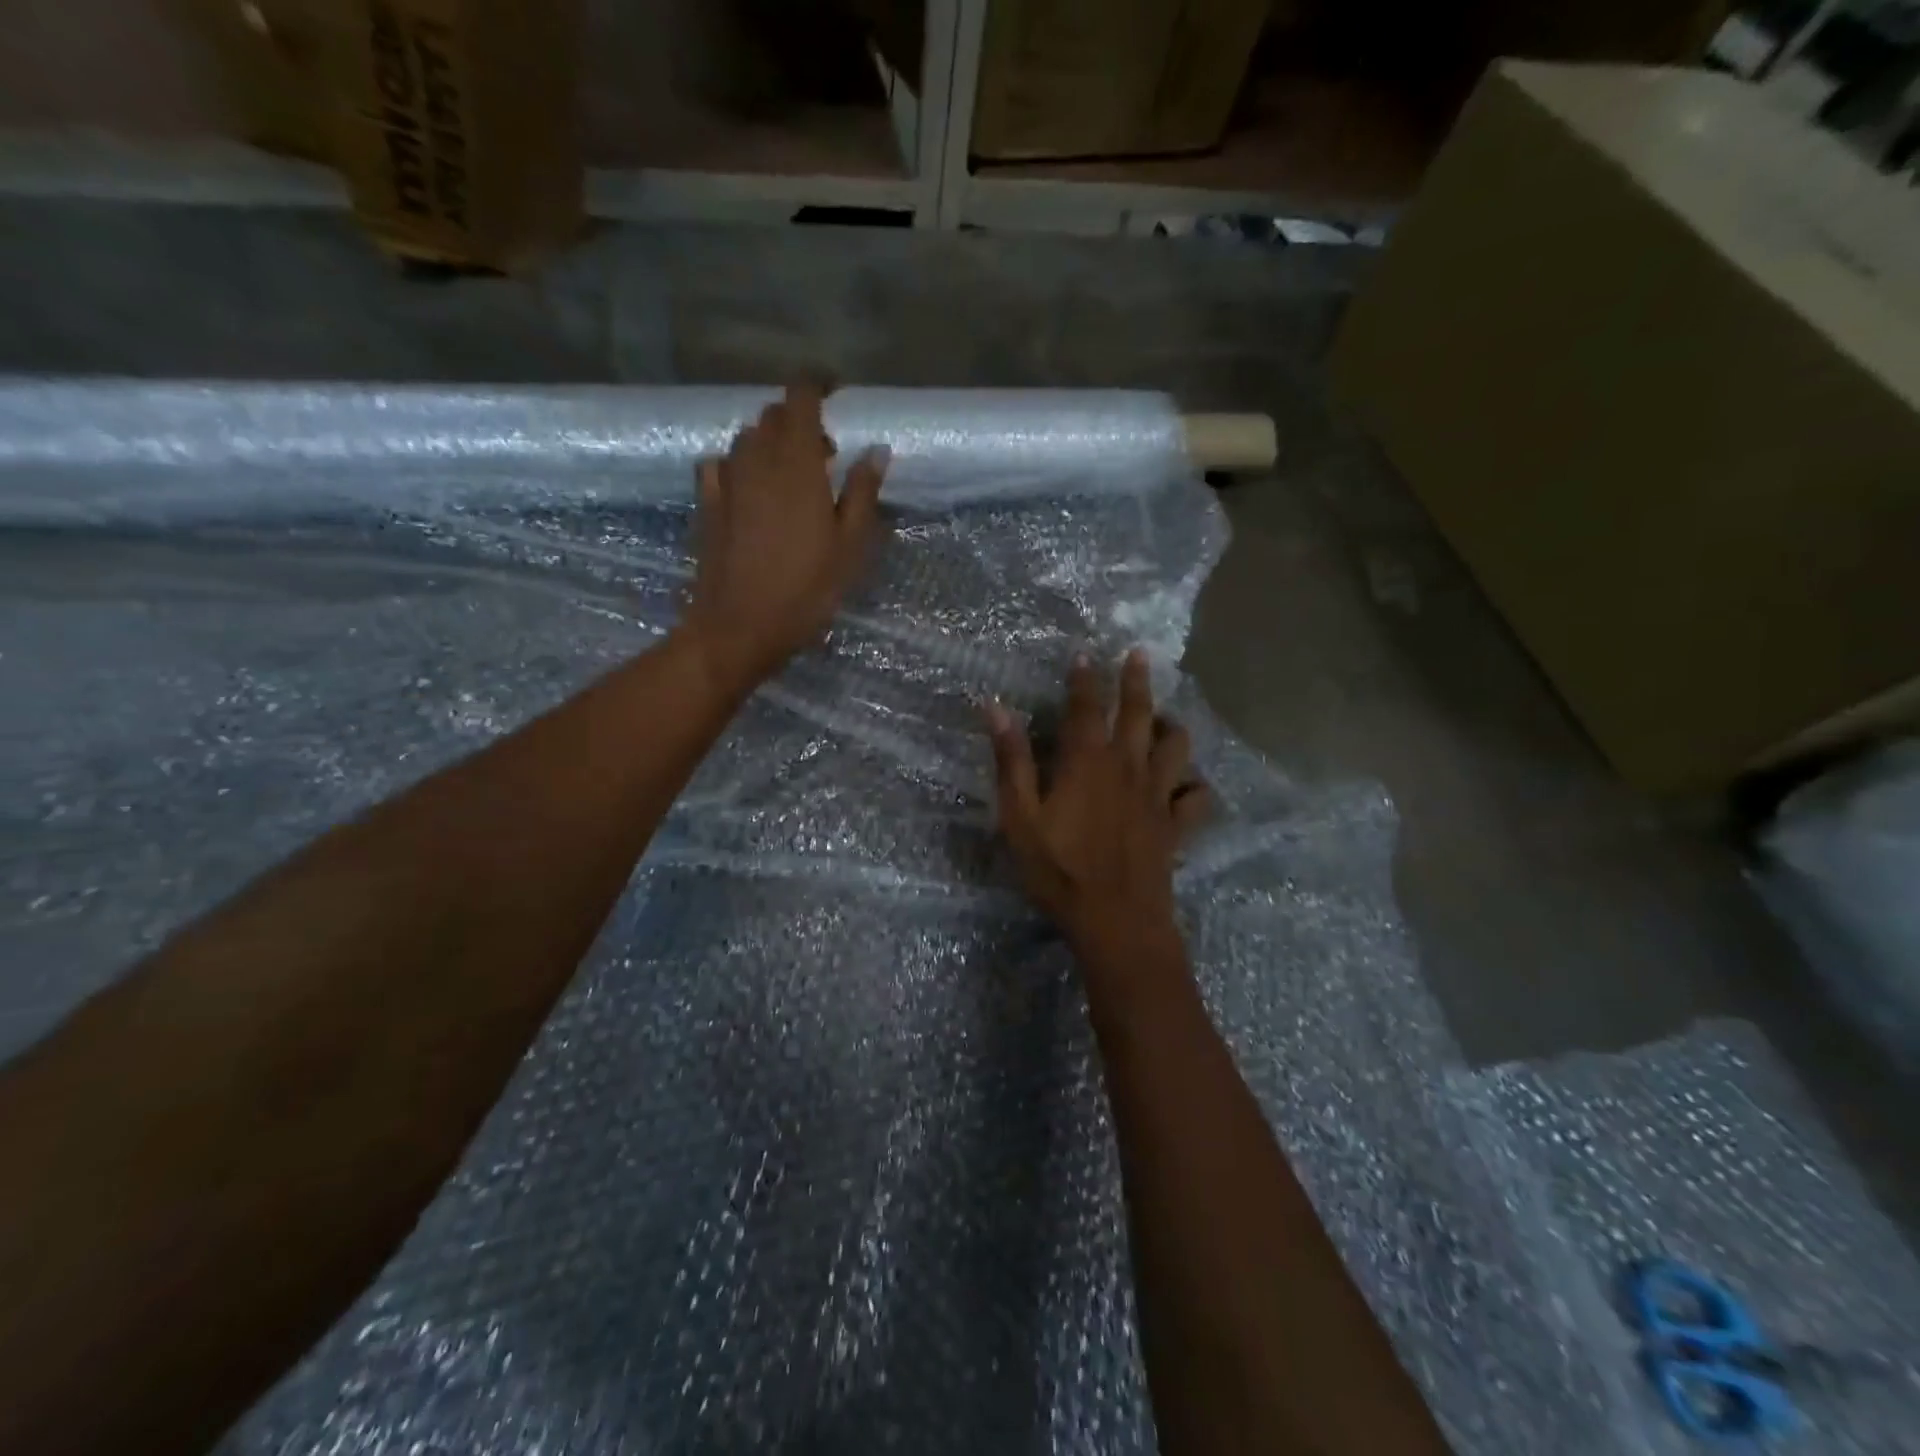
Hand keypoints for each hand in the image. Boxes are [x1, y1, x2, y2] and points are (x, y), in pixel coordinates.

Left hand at [683, 382, 888, 693]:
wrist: (739, 626)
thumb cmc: (806, 589)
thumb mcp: (850, 546)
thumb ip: (862, 493)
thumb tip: (876, 450)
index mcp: (797, 463)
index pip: (801, 398)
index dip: (817, 384)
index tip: (836, 391)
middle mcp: (757, 460)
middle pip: (773, 416)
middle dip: (799, 420)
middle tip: (825, 454)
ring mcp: (727, 481)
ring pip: (746, 438)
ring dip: (770, 442)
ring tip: (791, 474)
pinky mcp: (707, 505)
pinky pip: (720, 465)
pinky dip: (739, 464)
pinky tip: (749, 488)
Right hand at [989, 650, 1211, 958]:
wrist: (1115, 920)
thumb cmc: (1059, 870)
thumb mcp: (1020, 817)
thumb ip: (1011, 761)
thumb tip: (996, 708)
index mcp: (1088, 761)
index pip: (1087, 706)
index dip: (1085, 678)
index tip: (1085, 653)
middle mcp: (1128, 767)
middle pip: (1139, 712)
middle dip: (1137, 680)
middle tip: (1138, 655)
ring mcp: (1158, 795)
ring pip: (1176, 746)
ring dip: (1172, 726)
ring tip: (1165, 719)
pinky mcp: (1176, 825)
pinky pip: (1197, 797)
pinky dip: (1194, 786)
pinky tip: (1186, 786)